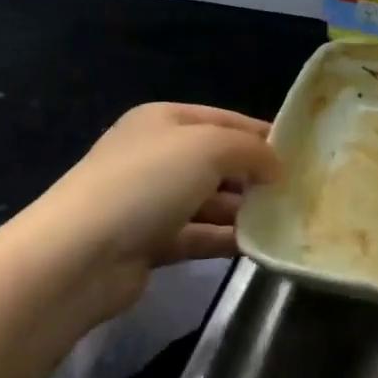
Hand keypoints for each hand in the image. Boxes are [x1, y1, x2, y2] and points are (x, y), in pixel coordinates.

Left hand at [15, 103, 280, 318]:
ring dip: (243, 210)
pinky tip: (257, 246)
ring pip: (210, 201)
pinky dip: (225, 239)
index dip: (262, 133)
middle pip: (218, 161)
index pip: (224, 120)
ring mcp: (149, 201)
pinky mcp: (148, 243)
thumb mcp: (210, 147)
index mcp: (163, 120)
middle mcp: (155, 155)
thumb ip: (252, 150)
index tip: (300, 152)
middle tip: (297, 190)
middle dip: (255, 174)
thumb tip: (276, 168)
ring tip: (283, 219)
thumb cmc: (147, 183)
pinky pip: (198, 235)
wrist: (76, 257)